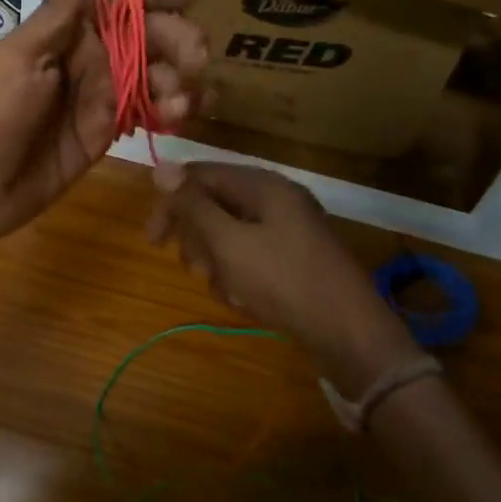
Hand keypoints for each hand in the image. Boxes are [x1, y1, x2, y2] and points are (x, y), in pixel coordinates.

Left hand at [0, 0, 207, 249]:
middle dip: (176, 41)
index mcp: (66, 35)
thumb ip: (58, 12)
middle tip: (196, 56)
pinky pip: (144, 113)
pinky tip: (183, 113)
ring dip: (178, 79)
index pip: (118, 4)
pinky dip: (169, 110)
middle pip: (145, 39)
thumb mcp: (22, 56)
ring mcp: (98, 99)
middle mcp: (87, 60)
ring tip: (185, 97)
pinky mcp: (104, 134)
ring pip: (152, 76)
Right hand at [147, 162, 420, 396]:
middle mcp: (276, 200)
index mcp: (263, 185)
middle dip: (197, 239)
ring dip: (217, 262)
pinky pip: (250, 256)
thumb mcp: (229, 243)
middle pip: (215, 204)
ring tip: (226, 289)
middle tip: (197, 269)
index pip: (200, 176)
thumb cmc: (283, 281)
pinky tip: (244, 300)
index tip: (152, 241)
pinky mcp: (293, 259)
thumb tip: (160, 167)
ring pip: (229, 234)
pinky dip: (239, 276)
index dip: (171, 203)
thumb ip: (193, 206)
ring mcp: (288, 230)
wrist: (348, 334)